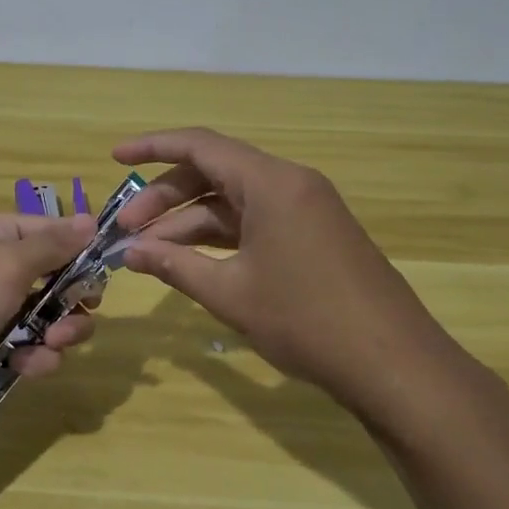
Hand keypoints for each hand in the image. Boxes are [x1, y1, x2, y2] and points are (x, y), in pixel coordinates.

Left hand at [0, 211, 99, 433]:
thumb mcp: (4, 265)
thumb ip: (53, 245)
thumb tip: (91, 220)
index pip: (53, 233)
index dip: (81, 252)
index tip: (104, 275)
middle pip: (56, 279)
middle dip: (72, 301)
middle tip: (77, 317)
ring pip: (47, 318)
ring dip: (59, 333)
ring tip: (51, 346)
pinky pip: (27, 348)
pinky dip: (34, 358)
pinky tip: (27, 367)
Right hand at [114, 128, 491, 423]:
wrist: (393, 363)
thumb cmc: (306, 321)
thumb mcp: (230, 293)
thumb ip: (175, 265)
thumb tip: (129, 252)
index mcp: (271, 182)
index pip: (200, 146)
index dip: (152, 148)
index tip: (115, 159)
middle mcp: (290, 183)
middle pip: (214, 173)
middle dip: (165, 198)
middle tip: (127, 230)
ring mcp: (306, 209)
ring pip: (234, 200)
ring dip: (190, 222)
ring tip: (148, 252)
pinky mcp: (314, 234)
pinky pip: (256, 221)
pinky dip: (221, 236)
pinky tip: (191, 261)